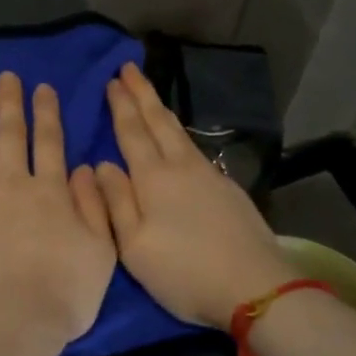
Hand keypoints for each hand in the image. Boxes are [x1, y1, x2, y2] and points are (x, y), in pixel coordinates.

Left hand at [0, 72, 117, 351]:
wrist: (10, 323)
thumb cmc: (64, 294)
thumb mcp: (101, 251)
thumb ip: (93, 206)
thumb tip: (81, 168)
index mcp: (51, 192)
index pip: (50, 143)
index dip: (47, 113)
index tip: (42, 88)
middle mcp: (13, 186)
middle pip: (12, 136)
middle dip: (11, 104)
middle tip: (6, 78)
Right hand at [94, 63, 297, 328]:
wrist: (254, 286)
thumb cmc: (183, 271)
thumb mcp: (134, 246)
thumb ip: (116, 202)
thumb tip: (102, 164)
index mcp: (154, 179)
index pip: (132, 132)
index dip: (121, 106)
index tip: (113, 80)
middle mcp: (182, 167)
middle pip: (159, 122)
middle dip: (142, 94)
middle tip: (129, 68)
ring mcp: (210, 176)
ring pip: (180, 133)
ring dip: (162, 111)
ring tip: (151, 96)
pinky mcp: (228, 190)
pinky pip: (195, 149)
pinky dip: (180, 135)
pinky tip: (180, 141)